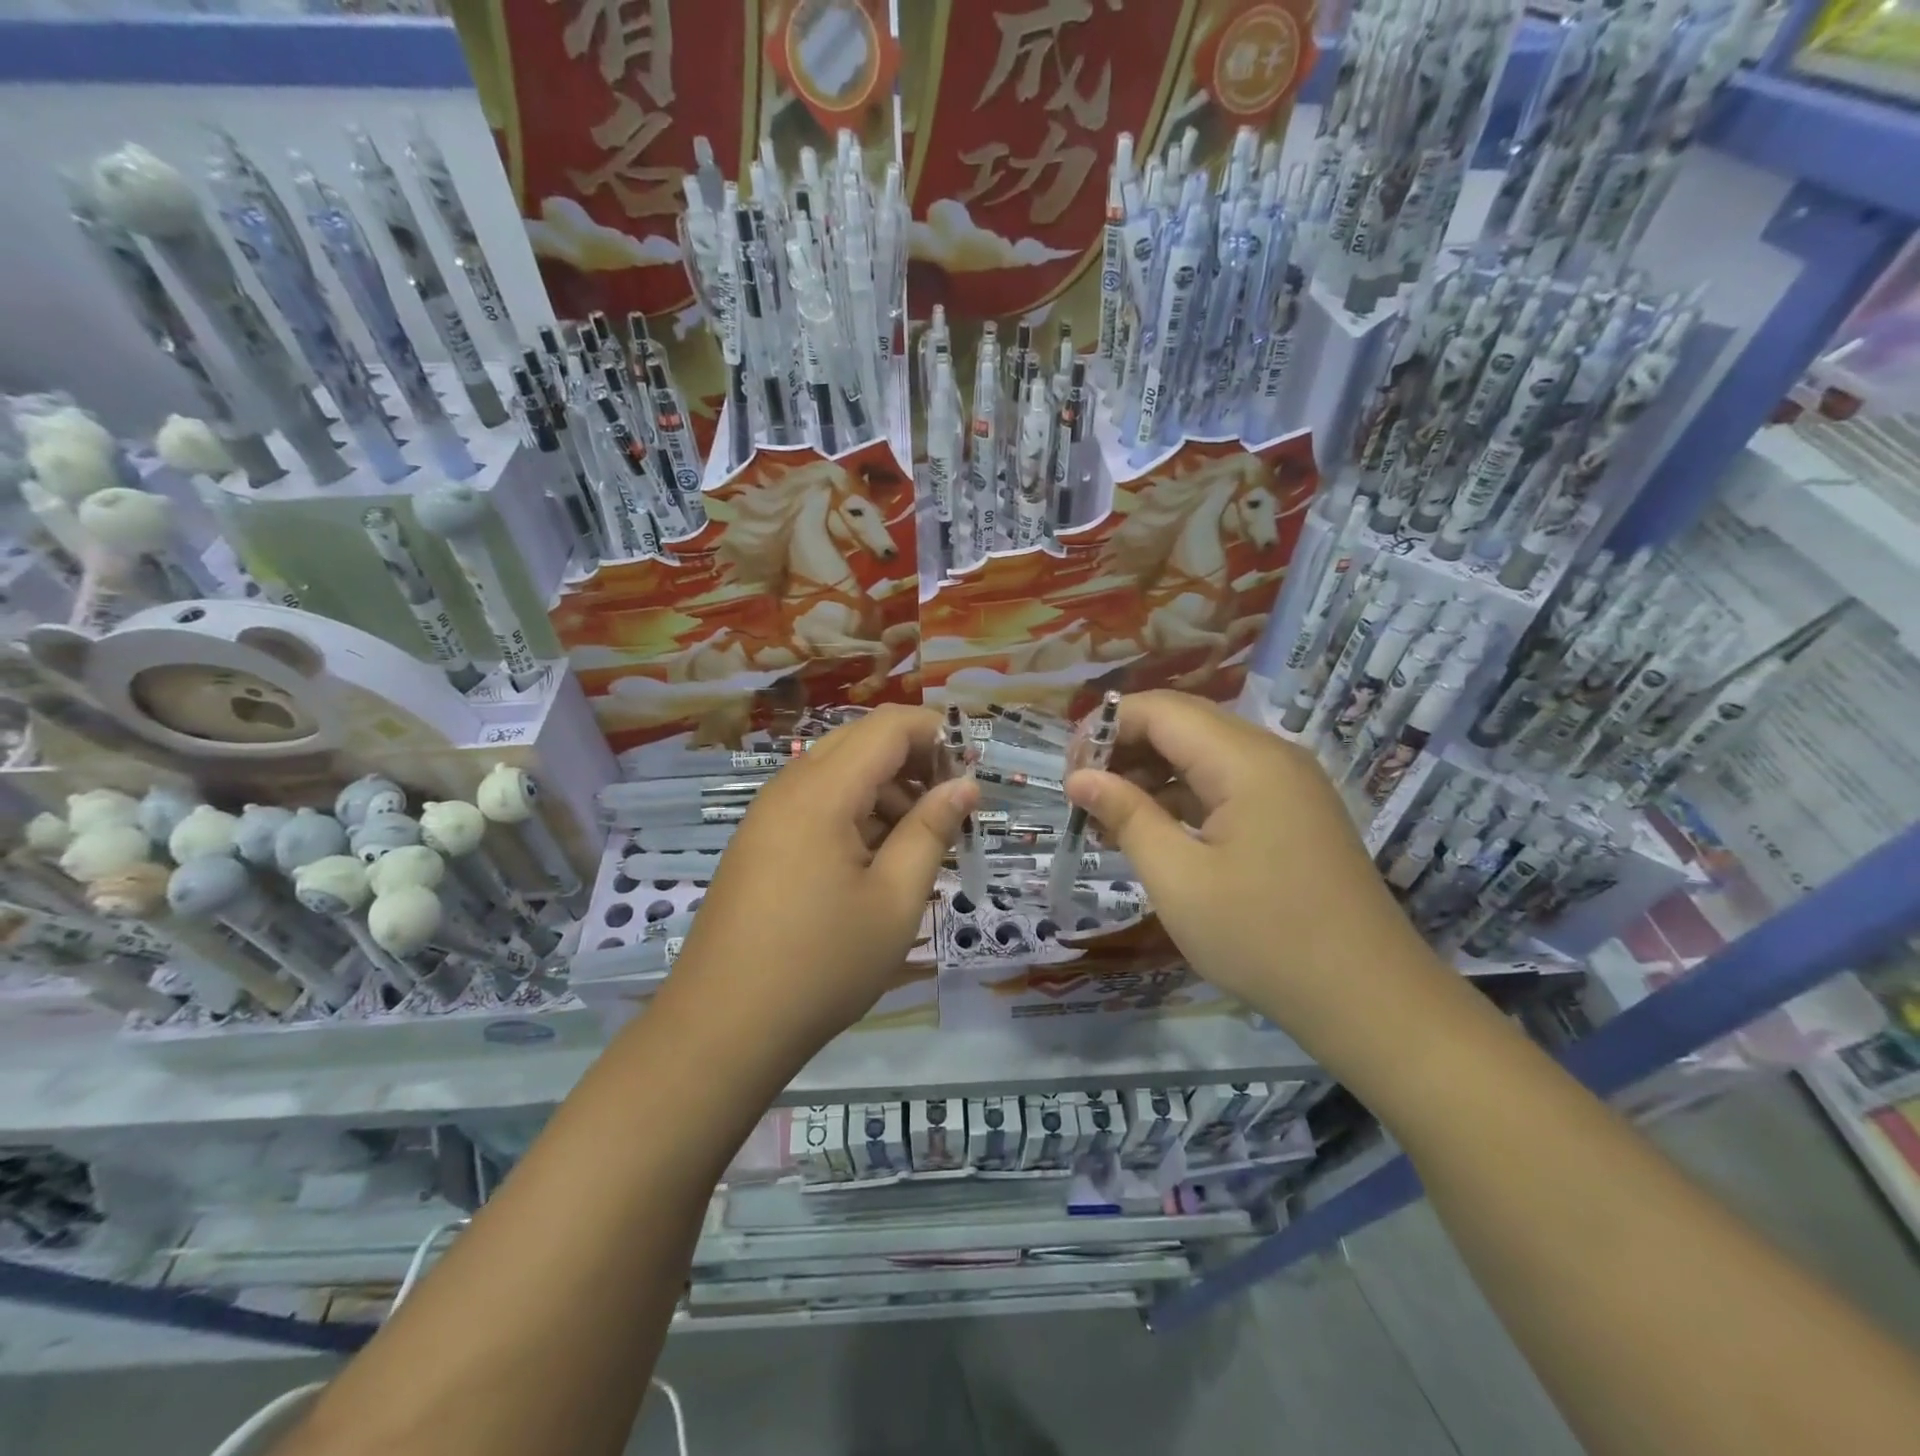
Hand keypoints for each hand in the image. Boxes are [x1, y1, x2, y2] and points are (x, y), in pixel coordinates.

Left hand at [666, 706, 977, 1062]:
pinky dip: (855, 814)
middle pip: (860, 742)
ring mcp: (767, 816)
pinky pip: (815, 804)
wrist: (722, 1028)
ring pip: (838, 774)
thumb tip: (964, 786)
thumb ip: (931, 831)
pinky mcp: (759, 843)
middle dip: (913, 762)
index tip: (972, 768)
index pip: (887, 726)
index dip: (936, 732)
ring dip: (885, 791)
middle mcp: (788, 788)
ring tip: (917, 845)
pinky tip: (874, 863)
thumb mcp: (894, 900)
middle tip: (949, 809)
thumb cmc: (821, 965)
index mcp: (821, 792)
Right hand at [1063, 691, 1438, 1044]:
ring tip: (1108, 819)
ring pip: (1203, 754)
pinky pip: (1227, 784)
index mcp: (1246, 759)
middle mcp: (1271, 755)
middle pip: (1183, 724)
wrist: (1370, 1000)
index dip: (1105, 729)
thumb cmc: (1263, 938)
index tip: (1069, 774)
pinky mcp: (1293, 813)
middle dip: (1124, 750)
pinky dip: (1184, 797)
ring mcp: (1288, 783)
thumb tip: (1079, 778)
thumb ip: (1126, 816)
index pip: (1160, 710)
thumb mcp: (1178, 879)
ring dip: (1152, 775)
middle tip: (1083, 797)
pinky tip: (1154, 832)